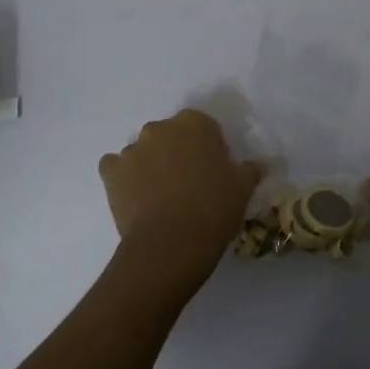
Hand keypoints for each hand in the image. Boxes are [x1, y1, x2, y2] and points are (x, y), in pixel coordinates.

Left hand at [99, 110, 263, 291]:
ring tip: (160, 197)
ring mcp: (132, 148)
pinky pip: (115, 167)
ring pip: (143, 151)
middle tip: (188, 184)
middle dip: (177, 152)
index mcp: (195, 124)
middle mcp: (160, 128)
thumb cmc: (213, 209)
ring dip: (150, 165)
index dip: (208, 148)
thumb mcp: (243, 188)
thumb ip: (250, 169)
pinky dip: (123, 177)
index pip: (202, 126)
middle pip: (170, 135)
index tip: (213, 171)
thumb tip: (258, 164)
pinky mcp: (111, 171)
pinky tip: (135, 197)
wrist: (170, 245)